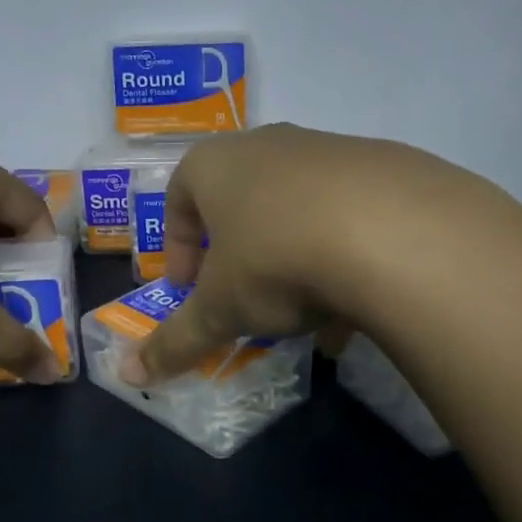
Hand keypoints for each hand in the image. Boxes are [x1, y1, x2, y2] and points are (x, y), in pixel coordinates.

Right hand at [121, 125, 510, 384]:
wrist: (394, 230)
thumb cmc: (276, 259)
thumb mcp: (219, 310)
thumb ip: (174, 342)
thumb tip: (127, 376)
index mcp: (215, 164)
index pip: (178, 197)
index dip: (178, 249)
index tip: (189, 291)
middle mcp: (268, 145)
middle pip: (239, 202)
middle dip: (237, 255)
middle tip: (245, 297)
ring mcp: (328, 149)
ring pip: (296, 210)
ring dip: (293, 260)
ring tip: (308, 313)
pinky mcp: (382, 165)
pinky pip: (347, 215)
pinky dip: (342, 256)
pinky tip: (356, 306)